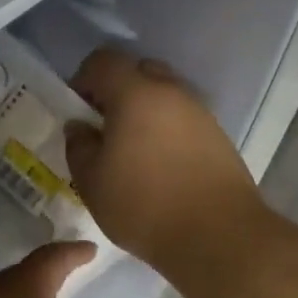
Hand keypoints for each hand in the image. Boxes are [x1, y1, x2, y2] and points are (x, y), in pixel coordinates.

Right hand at [63, 49, 267, 276]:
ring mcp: (200, 113)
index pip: (104, 61)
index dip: (83, 80)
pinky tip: (161, 167)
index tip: (78, 113)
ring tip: (133, 153)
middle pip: (139, 72)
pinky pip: (184, 120)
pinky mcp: (219, 137)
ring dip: (145, 112)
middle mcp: (172, 92)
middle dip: (117, 92)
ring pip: (165, 96)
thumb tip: (80, 127)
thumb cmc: (144, 206)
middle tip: (105, 128)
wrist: (218, 235)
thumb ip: (78, 146)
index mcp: (136, 94)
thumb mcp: (91, 182)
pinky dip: (167, 131)